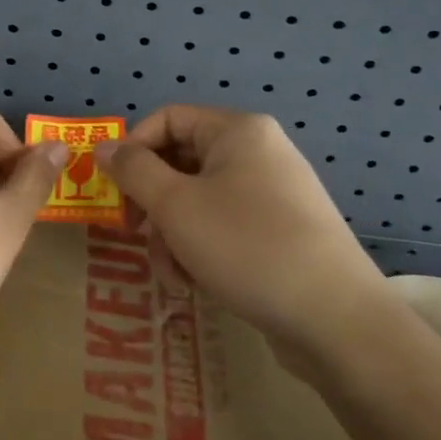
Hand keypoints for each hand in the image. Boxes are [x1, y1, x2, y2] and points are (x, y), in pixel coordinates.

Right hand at [96, 106, 389, 370]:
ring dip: (173, 234)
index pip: (166, 119)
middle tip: (134, 234)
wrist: (336, 319)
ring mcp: (274, 193)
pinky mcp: (282, 231)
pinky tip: (197, 284)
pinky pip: (225, 225)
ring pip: (199, 200)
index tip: (113, 191)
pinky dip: (202, 249)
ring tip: (174, 274)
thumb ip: (133, 171)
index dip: (132, 149)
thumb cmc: (247, 246)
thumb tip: (103, 148)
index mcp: (238, 131)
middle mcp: (259, 152)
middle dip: (153, 202)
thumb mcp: (176, 206)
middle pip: (181, 162)